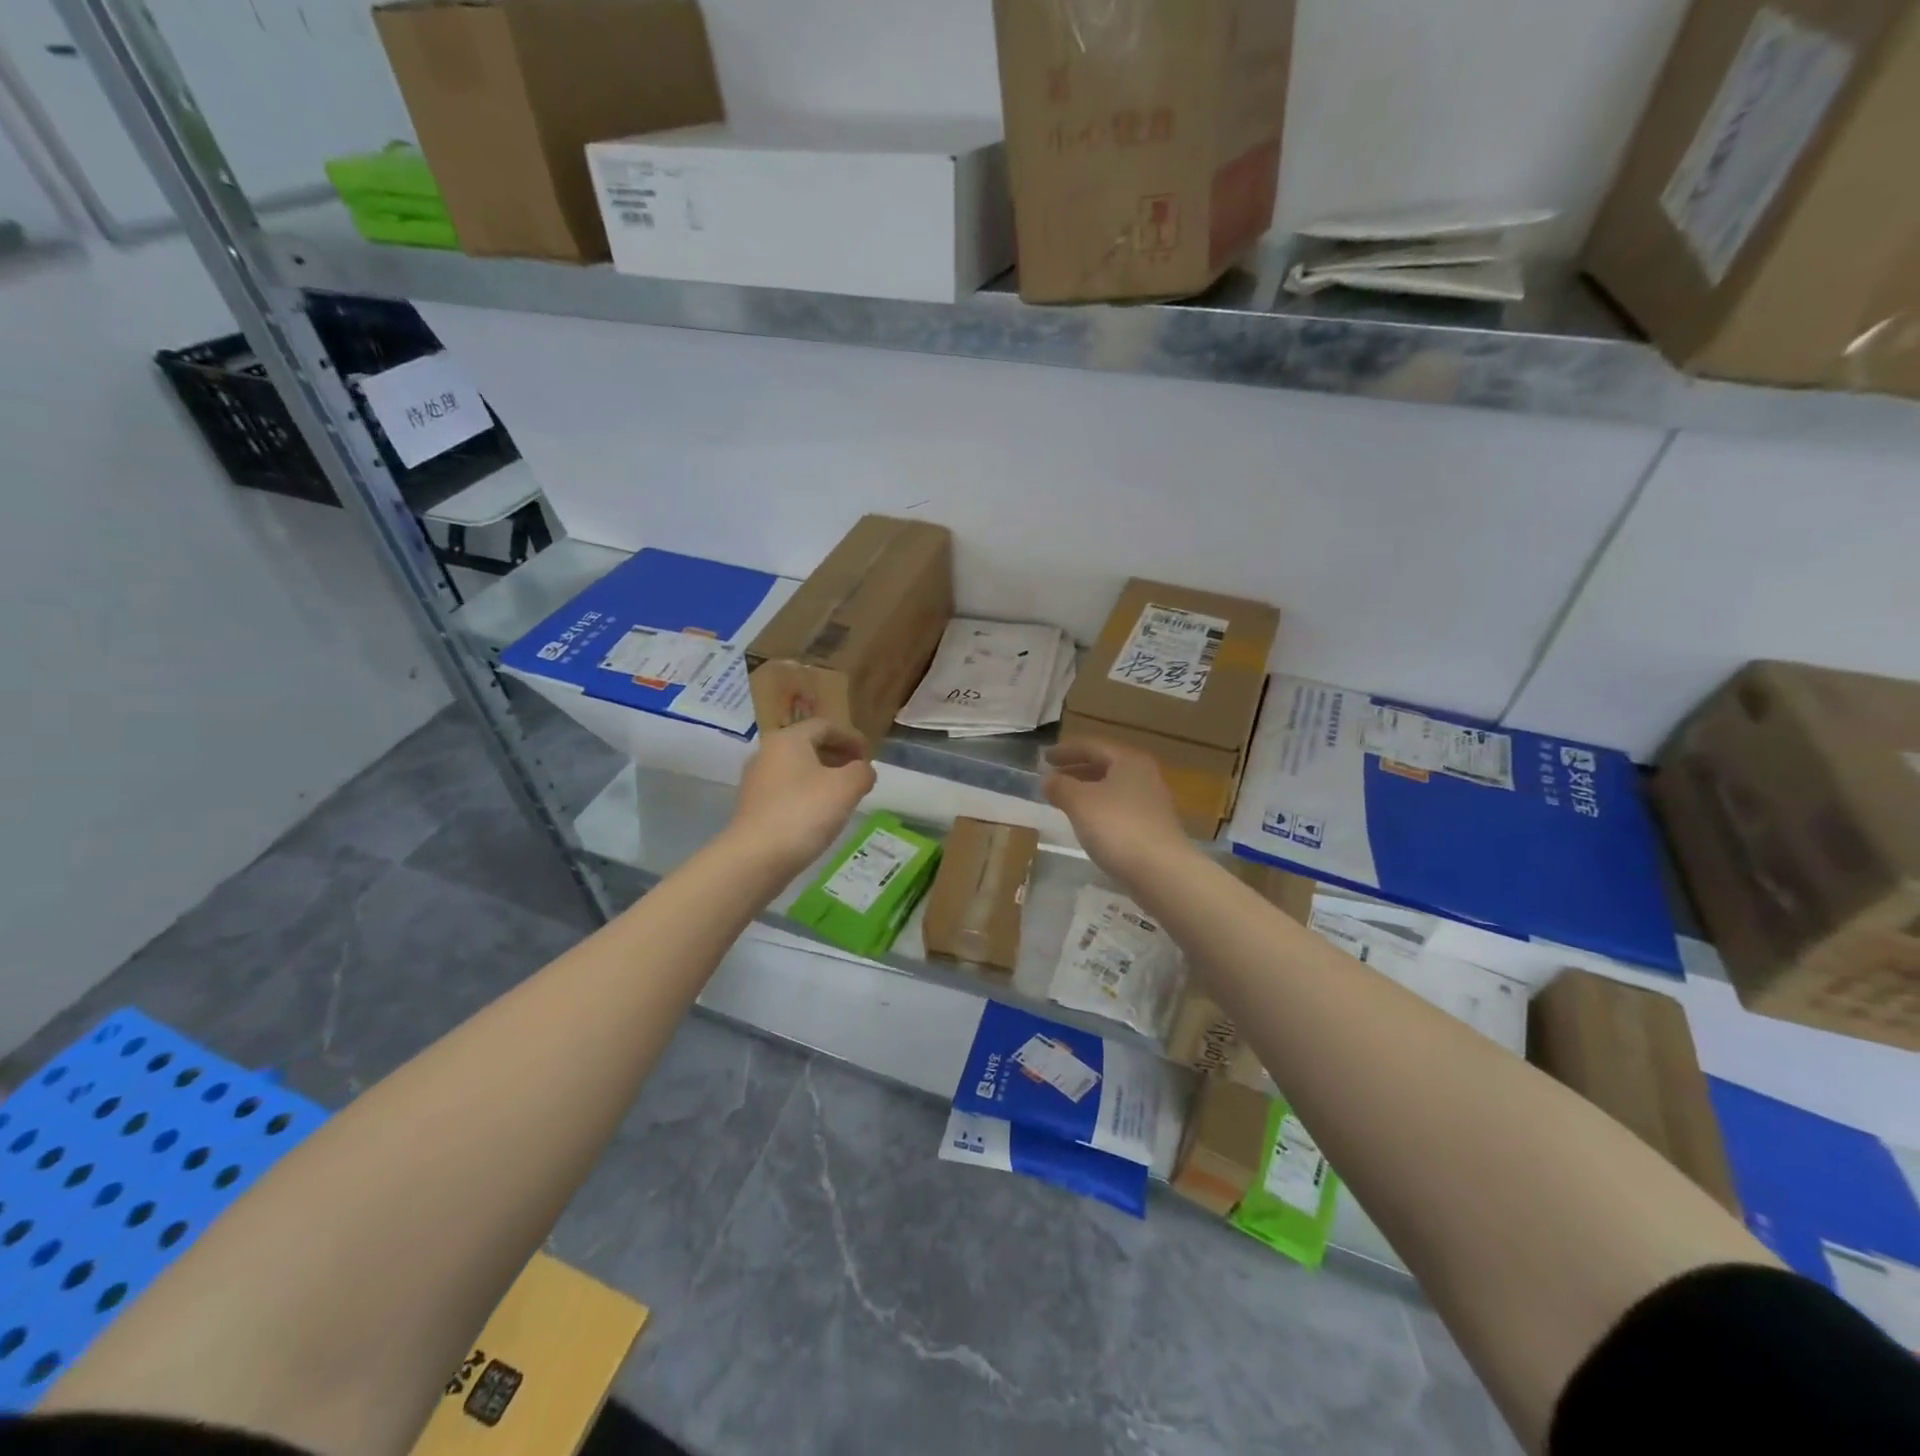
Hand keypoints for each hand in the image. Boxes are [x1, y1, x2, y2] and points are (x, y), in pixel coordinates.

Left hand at [730, 720, 876, 873]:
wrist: (756, 857)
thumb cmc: (804, 812)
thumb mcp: (846, 788)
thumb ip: (862, 772)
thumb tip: (864, 770)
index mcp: (788, 739)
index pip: (824, 726)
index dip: (851, 738)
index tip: (869, 756)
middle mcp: (766, 753)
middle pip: (808, 745)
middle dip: (836, 756)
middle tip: (858, 774)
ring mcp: (756, 781)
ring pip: (796, 769)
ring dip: (822, 776)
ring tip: (842, 796)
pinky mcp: (752, 806)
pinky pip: (786, 790)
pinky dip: (806, 794)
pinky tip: (819, 815)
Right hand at [1043, 739, 1191, 884]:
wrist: (1162, 872)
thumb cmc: (1117, 827)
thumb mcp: (1079, 802)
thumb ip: (1060, 786)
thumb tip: (1048, 779)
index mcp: (1129, 760)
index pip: (1092, 746)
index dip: (1065, 750)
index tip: (1043, 758)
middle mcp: (1145, 775)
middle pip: (1105, 765)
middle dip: (1077, 769)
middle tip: (1052, 777)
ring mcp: (1152, 803)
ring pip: (1113, 788)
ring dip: (1087, 790)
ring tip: (1065, 800)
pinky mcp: (1153, 828)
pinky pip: (1120, 808)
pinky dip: (1100, 808)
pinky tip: (1087, 823)